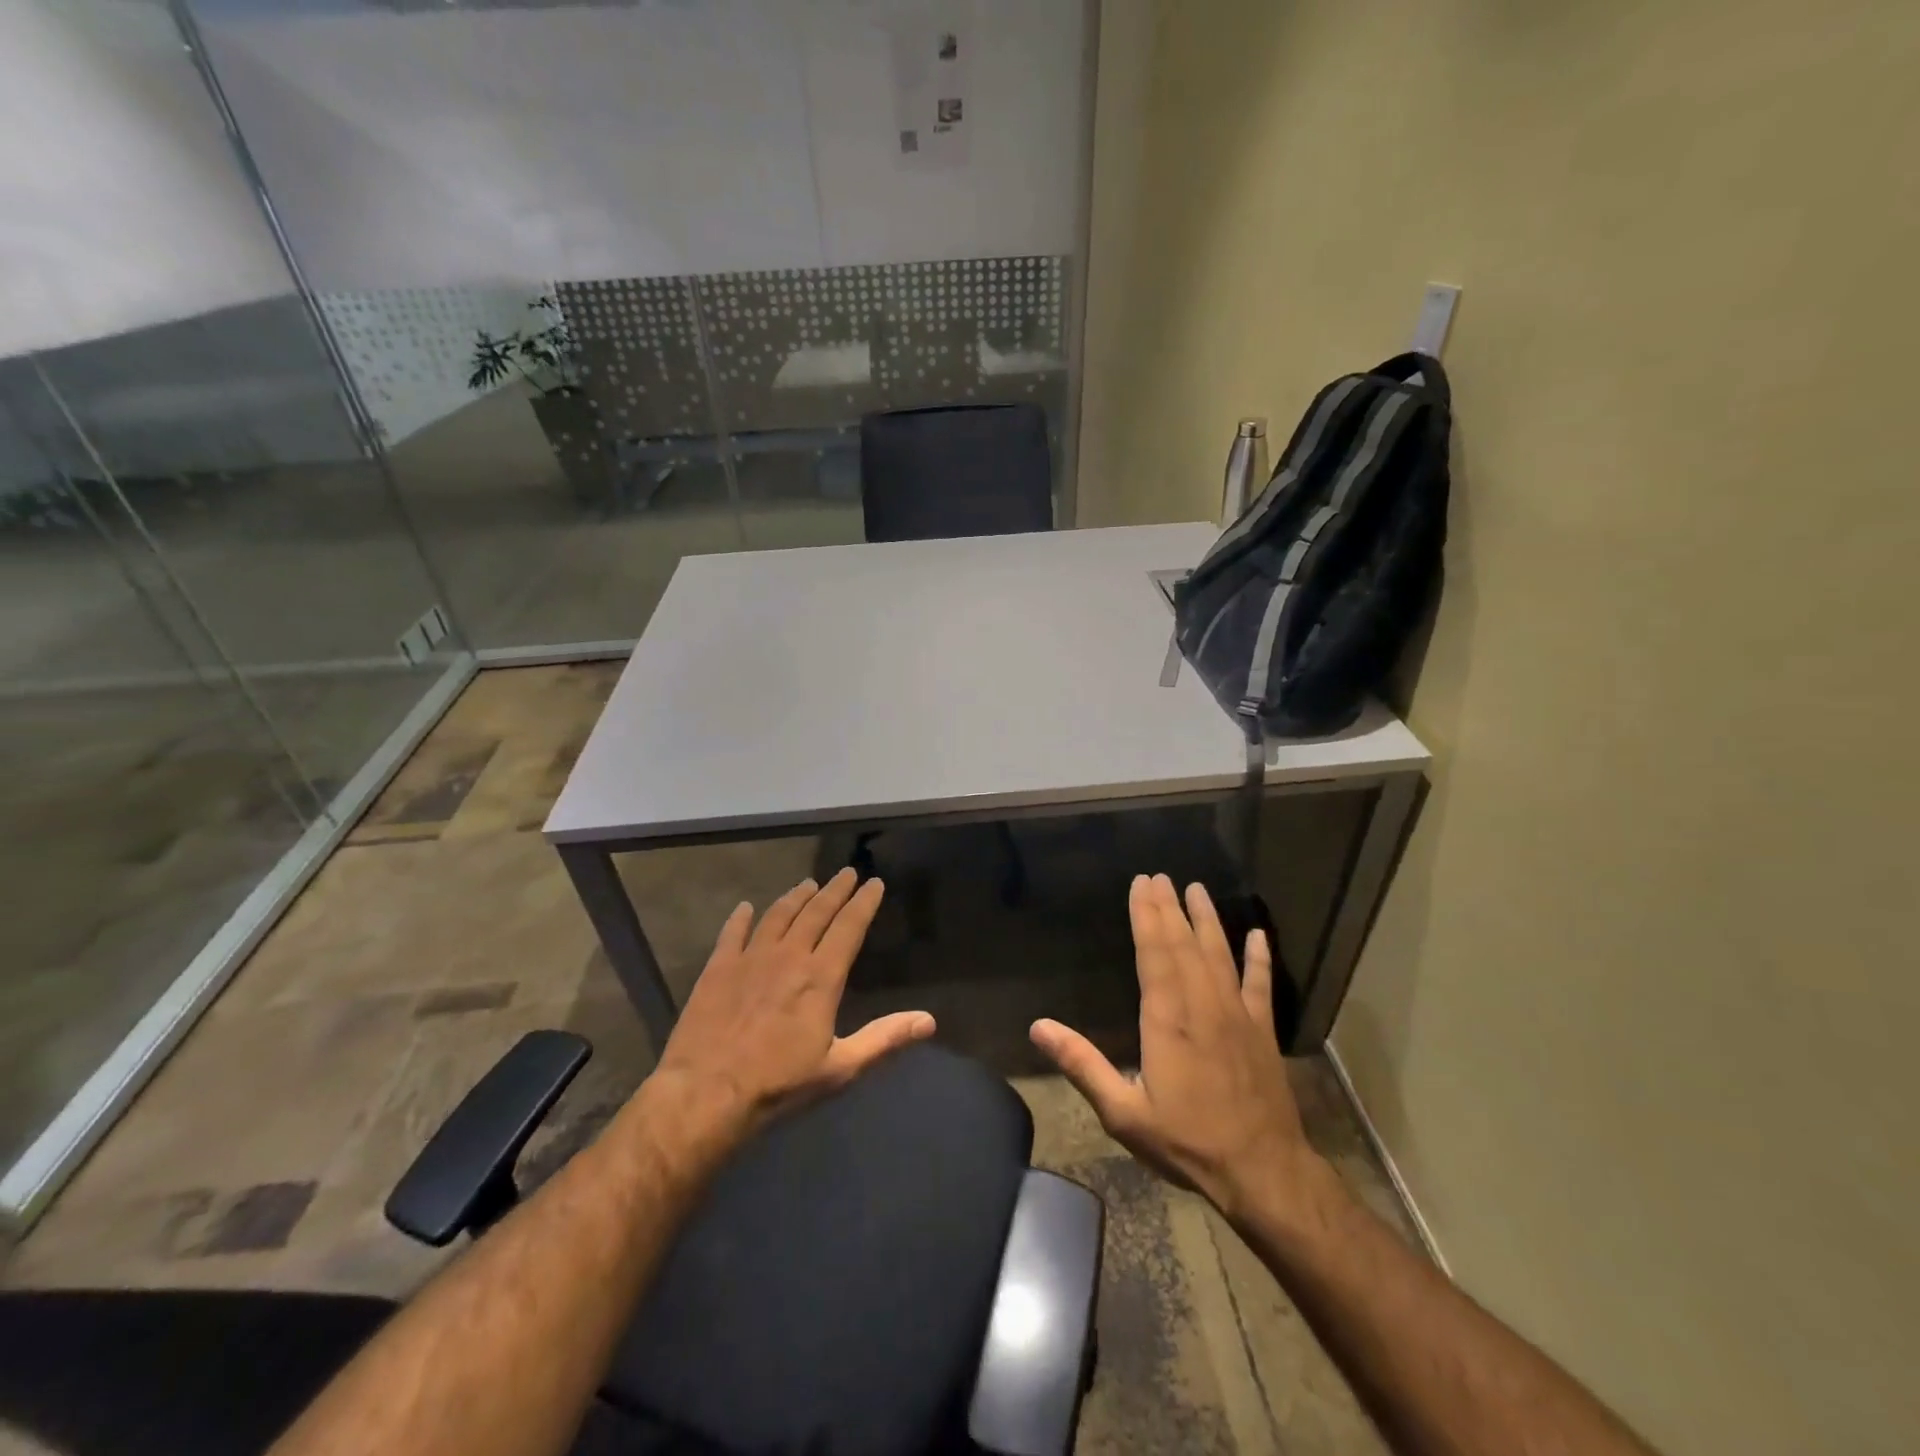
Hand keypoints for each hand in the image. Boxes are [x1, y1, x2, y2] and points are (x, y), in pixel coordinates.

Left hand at [650, 868, 934, 1139]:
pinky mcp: (718, 969)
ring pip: (778, 915)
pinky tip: (745, 908)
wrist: (706, 1094)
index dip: (864, 903)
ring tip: (808, 884)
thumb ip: (884, 1040)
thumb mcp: (839, 1069)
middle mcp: (788, 956)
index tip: (875, 883)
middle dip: (835, 890)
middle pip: (816, 912)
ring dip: (796, 897)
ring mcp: (750, 959)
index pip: (849, 927)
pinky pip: (732, 933)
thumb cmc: (778, 1085)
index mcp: (821, 977)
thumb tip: (929, 1021)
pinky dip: (740, 918)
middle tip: (846, 872)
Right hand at [1031, 874, 1315, 1222]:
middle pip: (1183, 944)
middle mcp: (1202, 1004)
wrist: (1263, 1172)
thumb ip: (1082, 1065)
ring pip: (1219, 954)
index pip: (1154, 953)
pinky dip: (1260, 957)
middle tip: (1160, 876)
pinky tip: (1259, 934)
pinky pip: (1260, 983)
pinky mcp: (1262, 1030)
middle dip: (1169, 907)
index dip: (1146, 916)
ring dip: (1207, 920)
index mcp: (1167, 1018)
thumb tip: (1038, 1027)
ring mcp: (1237, 1014)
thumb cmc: (1187, 1141)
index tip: (1141, 884)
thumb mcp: (1124, 1112)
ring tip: (1197, 889)